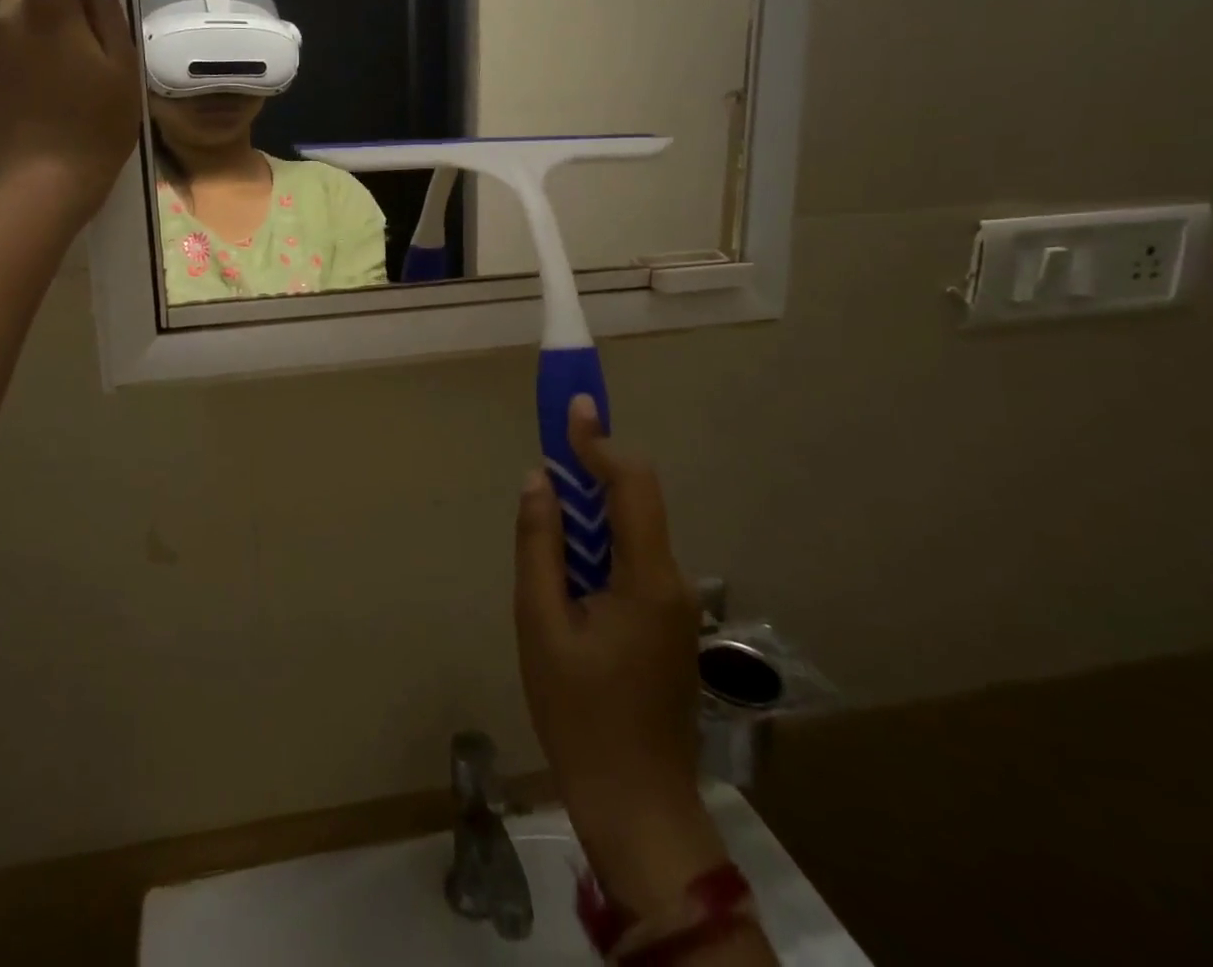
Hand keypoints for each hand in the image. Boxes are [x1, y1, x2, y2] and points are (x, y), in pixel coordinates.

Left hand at [0, 0, 139, 219]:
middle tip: (97, 22)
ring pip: (19, 5)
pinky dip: (35, 45)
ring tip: (81, 67)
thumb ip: (103, 2)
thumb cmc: (96, 127)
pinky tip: (58, 89)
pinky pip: (11, 39)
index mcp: (47, 9)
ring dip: (48, 15)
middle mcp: (7, 15)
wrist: (42, 187)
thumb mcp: (119, 65)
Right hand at [515, 396, 726, 925]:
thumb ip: (539, 545)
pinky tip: (565, 577)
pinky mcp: (666, 622)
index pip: (632, 485)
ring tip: (544, 531)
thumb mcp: (540, 625)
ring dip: (588, 516)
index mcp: (647, 578)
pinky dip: (596, 547)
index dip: (600, 441)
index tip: (573, 406)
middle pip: (633, 503)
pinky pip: (630, 561)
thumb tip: (538, 481)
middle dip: (588, 474)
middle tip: (544, 466)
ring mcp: (675, 604)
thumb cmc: (580, 715)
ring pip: (629, 533)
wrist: (637, 806)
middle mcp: (673, 581)